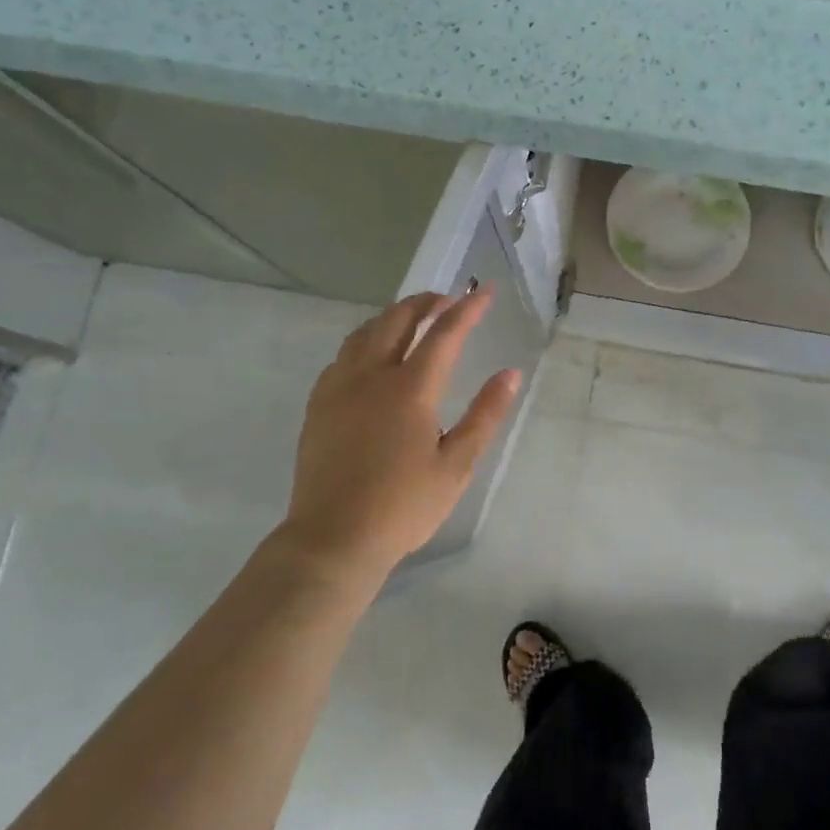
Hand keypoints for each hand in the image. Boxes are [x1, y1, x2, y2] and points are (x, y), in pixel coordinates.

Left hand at [280, 288, 521, 579]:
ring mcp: (339, 388)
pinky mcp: (319, 405)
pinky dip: (365, 340)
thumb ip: (485, 415)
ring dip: (393, 316)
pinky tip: (372, 356)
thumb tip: (510, 374)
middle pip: (398, 319)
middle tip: (448, 300)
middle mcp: (371, 376)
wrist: (333, 538)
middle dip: (425, 302)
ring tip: (413, 318)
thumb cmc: (404, 506)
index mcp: (410, 389)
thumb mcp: (457, 465)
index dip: (467, 309)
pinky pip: (343, 355)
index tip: (485, 291)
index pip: (444, 334)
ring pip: (365, 332)